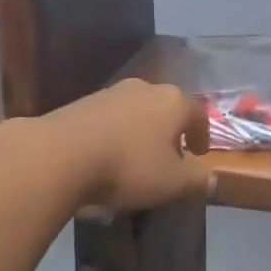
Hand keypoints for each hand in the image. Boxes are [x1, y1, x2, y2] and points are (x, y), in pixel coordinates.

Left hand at [40, 79, 212, 209]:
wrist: (59, 154)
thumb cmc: (128, 166)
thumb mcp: (172, 183)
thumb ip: (196, 180)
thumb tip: (210, 179)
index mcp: (173, 101)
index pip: (198, 114)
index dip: (202, 135)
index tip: (198, 154)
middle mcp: (145, 88)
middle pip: (166, 108)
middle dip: (170, 131)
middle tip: (169, 156)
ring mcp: (111, 92)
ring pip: (136, 111)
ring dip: (141, 132)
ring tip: (136, 159)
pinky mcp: (82, 102)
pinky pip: (109, 118)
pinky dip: (115, 134)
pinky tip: (107, 156)